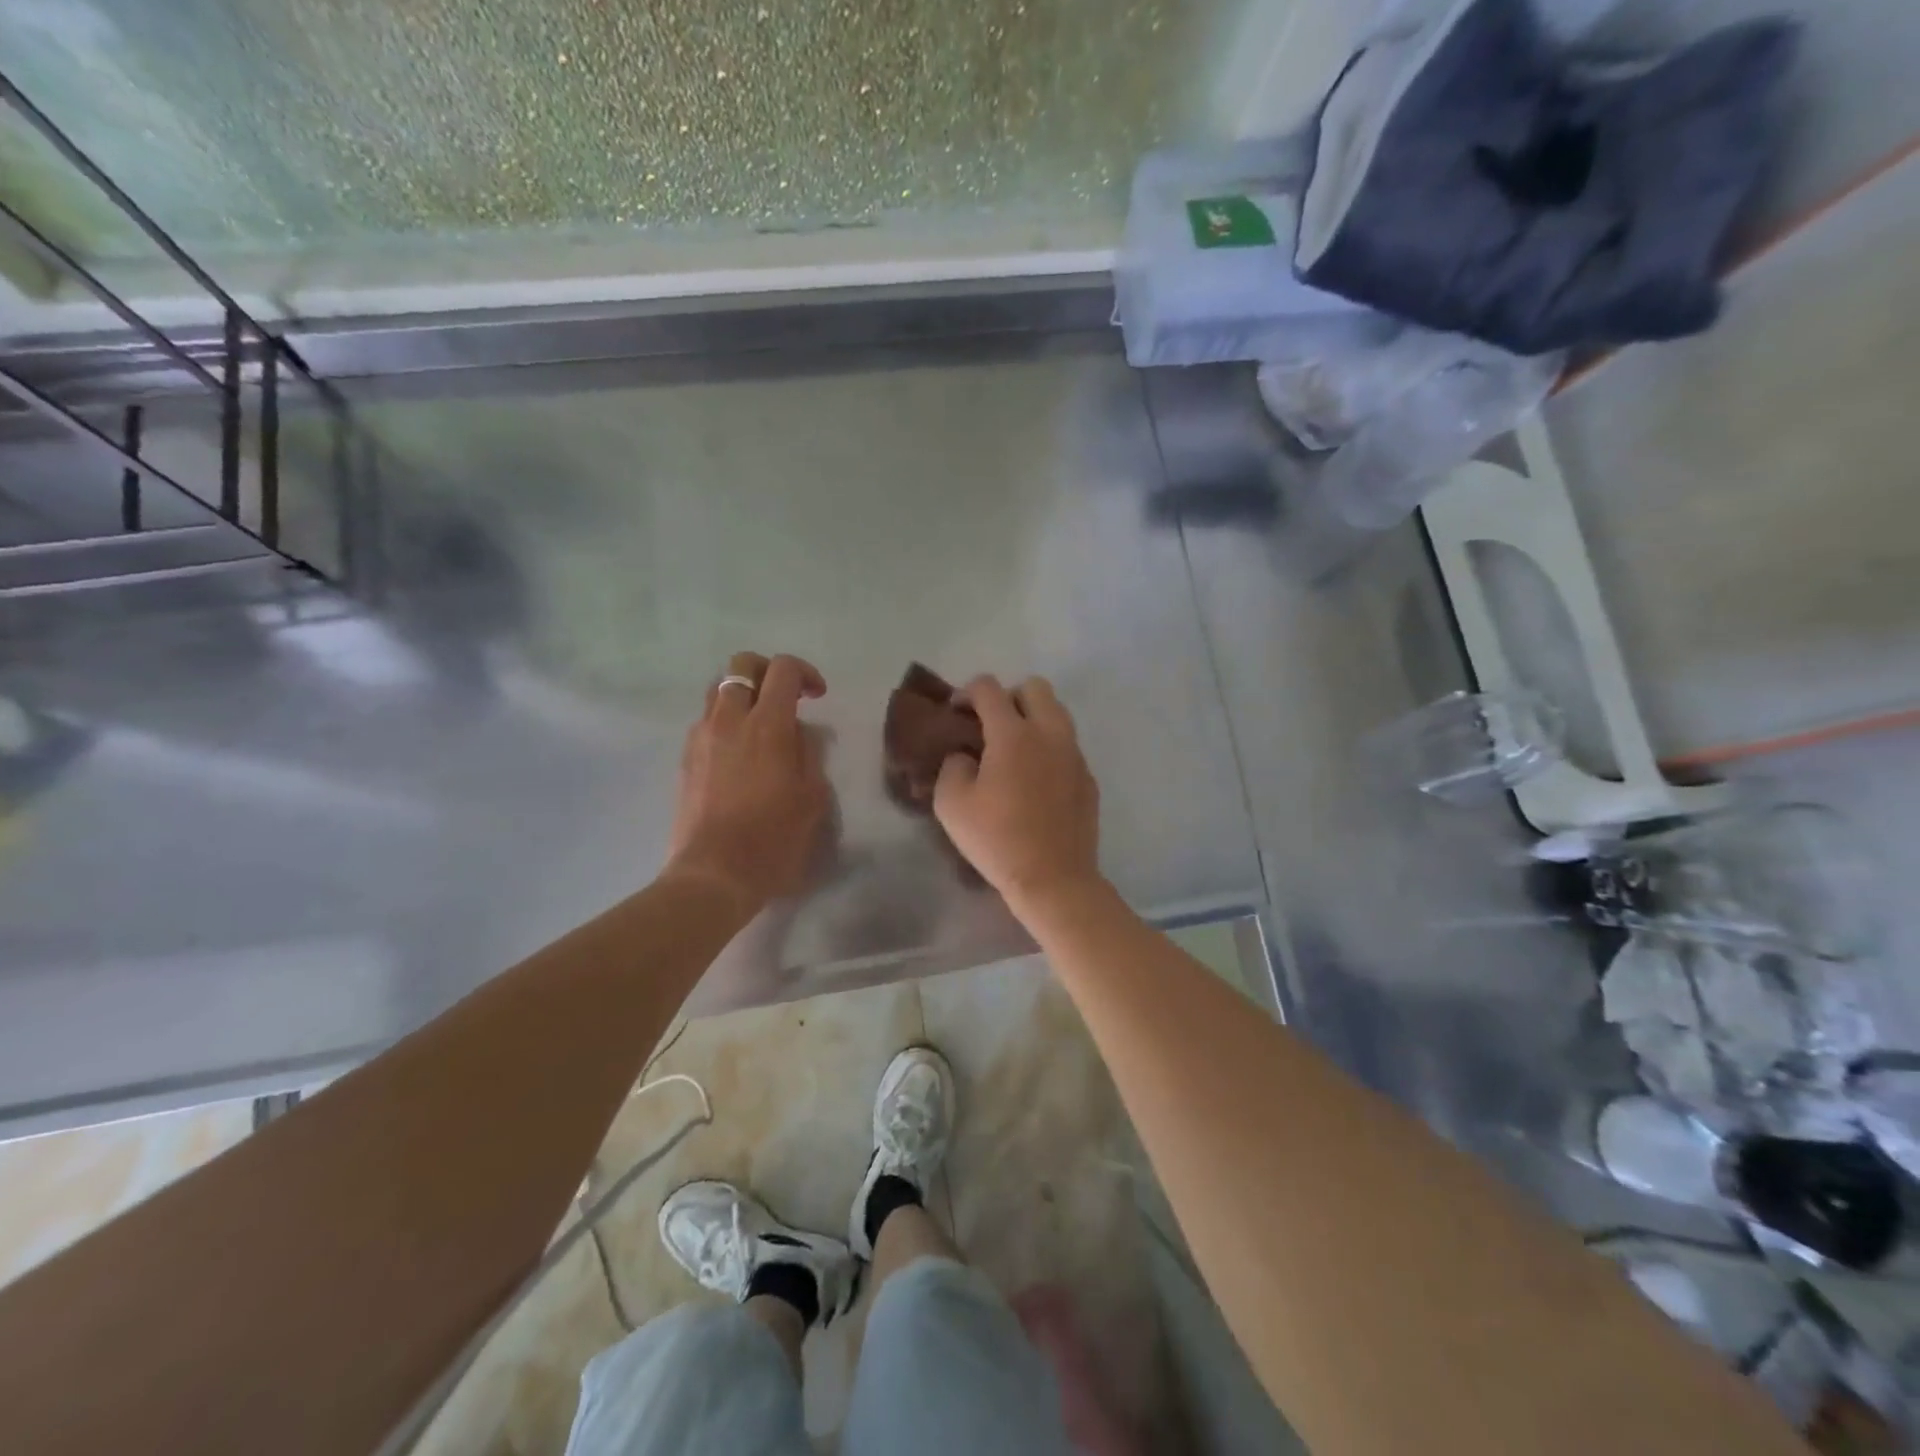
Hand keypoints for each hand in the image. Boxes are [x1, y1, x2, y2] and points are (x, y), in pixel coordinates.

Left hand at [666, 652, 831, 914]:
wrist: (715, 874)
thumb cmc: (774, 839)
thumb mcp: (813, 797)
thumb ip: (810, 753)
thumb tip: (802, 732)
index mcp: (767, 725)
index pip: (782, 669)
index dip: (804, 673)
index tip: (817, 697)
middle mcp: (729, 720)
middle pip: (741, 665)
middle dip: (767, 672)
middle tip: (786, 698)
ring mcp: (701, 738)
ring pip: (718, 690)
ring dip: (743, 696)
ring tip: (760, 725)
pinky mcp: (686, 759)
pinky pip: (706, 722)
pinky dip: (725, 722)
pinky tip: (739, 754)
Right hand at [933, 675, 1102, 915]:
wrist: (1054, 879)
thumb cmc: (997, 839)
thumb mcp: (952, 804)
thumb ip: (952, 766)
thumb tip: (965, 756)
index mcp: (1013, 734)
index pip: (988, 688)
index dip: (966, 692)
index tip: (955, 713)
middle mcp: (1049, 734)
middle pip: (1034, 687)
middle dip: (1008, 696)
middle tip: (990, 726)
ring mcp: (1074, 755)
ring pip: (1057, 713)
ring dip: (1032, 719)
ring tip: (1013, 751)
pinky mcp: (1088, 778)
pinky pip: (1067, 746)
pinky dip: (1049, 749)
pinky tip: (1035, 781)